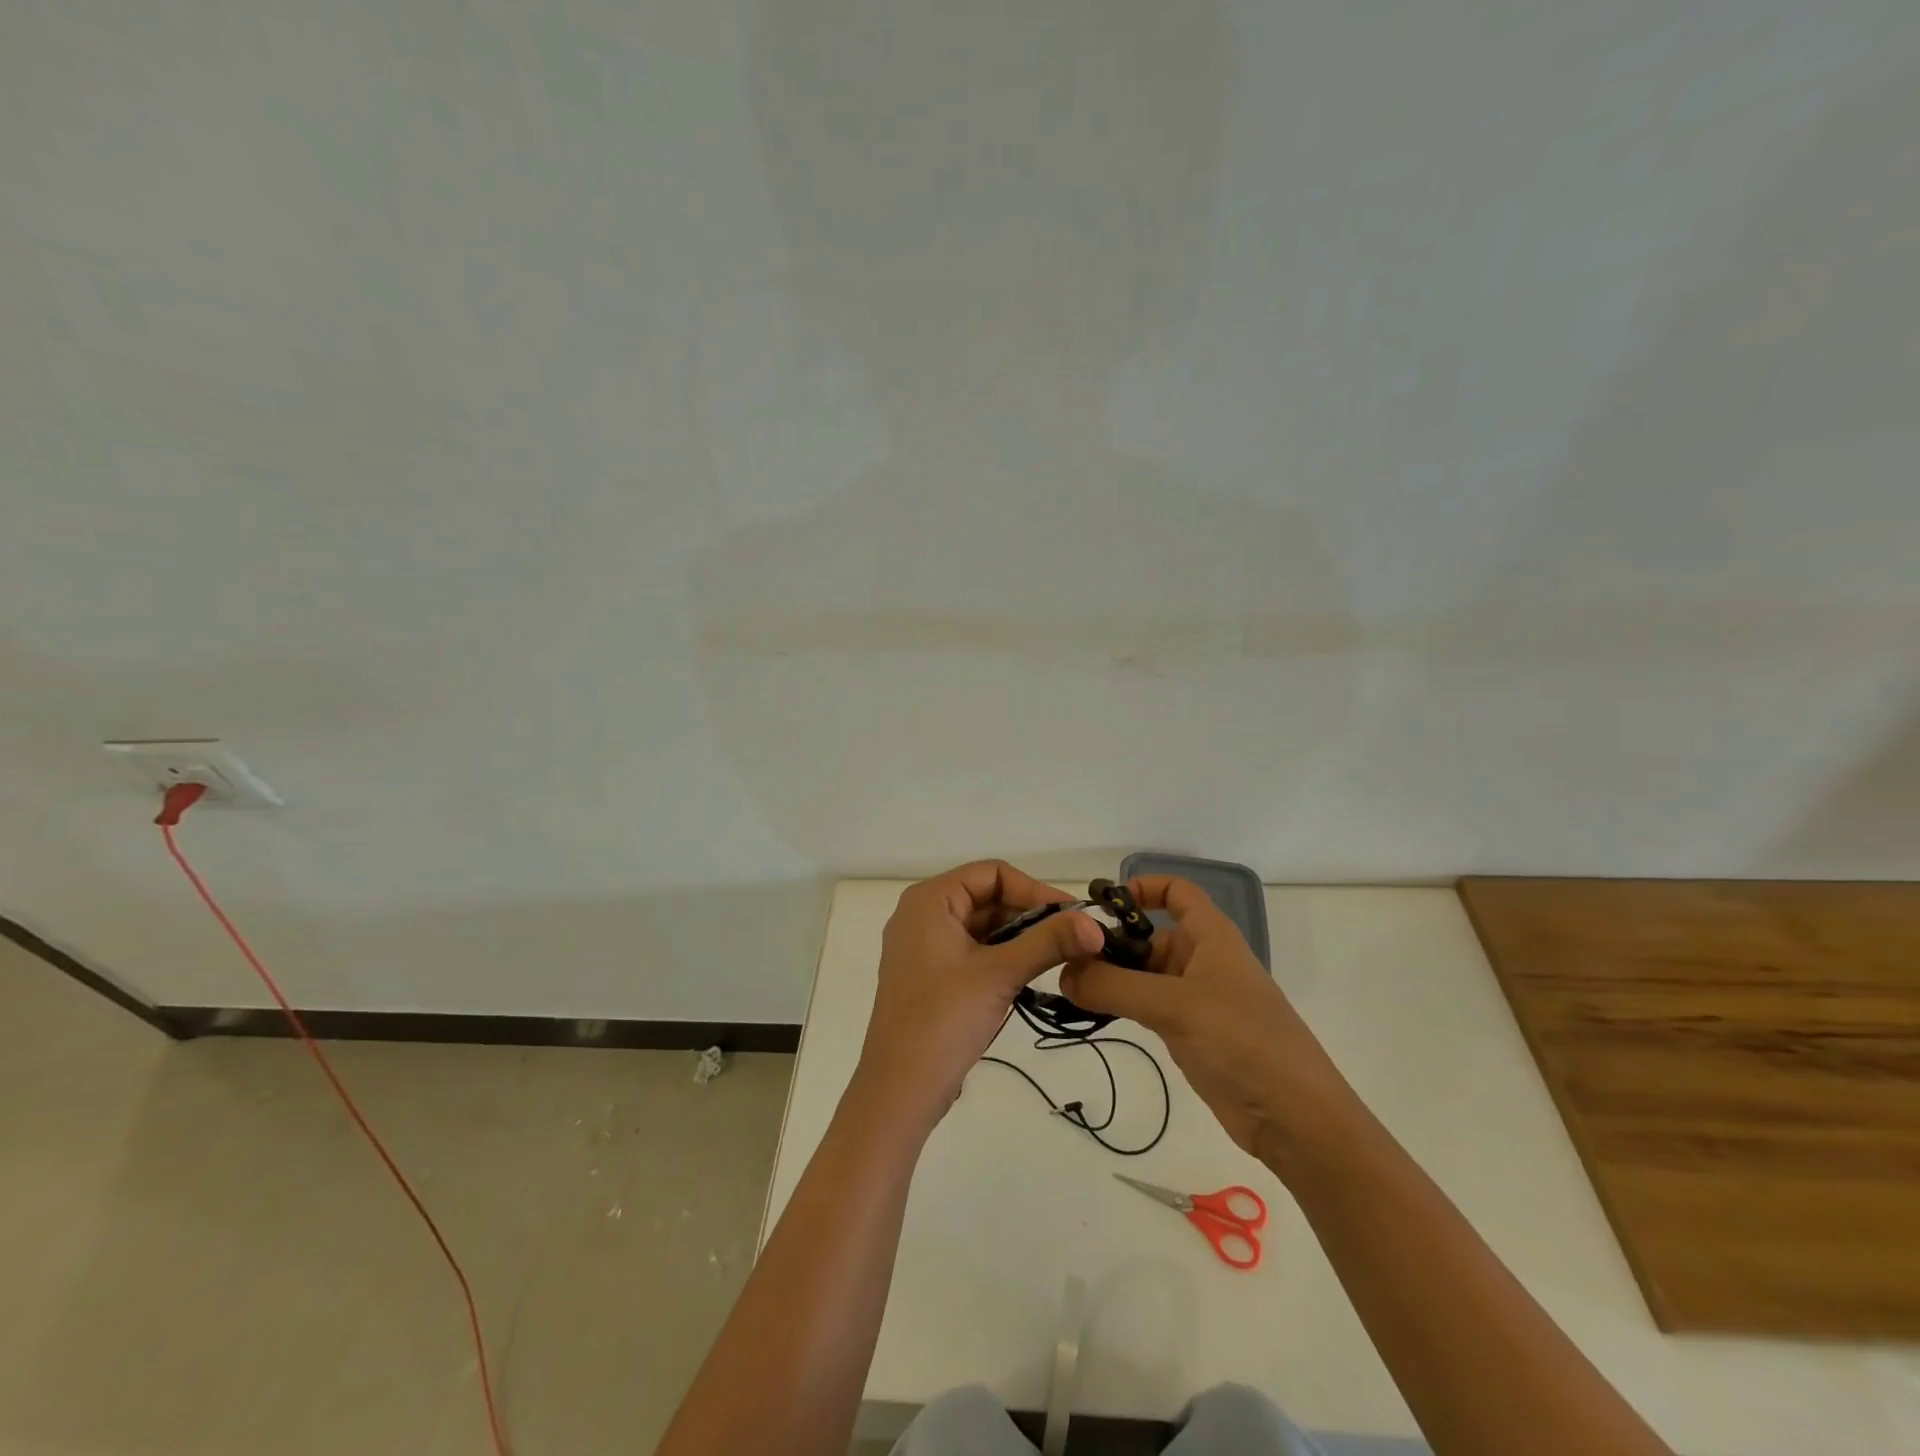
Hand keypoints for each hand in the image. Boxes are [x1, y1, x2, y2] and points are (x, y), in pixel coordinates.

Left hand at [855, 861, 1102, 1130]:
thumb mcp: (1000, 974)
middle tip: (1073, 940)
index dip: (1034, 890)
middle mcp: (922, 914)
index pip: (992, 874)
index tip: (1072, 917)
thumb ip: (1048, 943)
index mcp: (929, 900)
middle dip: (1029, 915)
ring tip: (1059, 958)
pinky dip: (1001, 957)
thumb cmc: (944, 1019)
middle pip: (986, 897)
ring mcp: (923, 947)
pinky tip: (1030, 976)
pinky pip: (971, 951)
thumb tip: (1096, 925)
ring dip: (1019, 938)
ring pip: (981, 927)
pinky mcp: (929, 976)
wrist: (899, 1090)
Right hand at [1060, 876, 1360, 1172]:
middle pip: (1150, 936)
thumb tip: (1063, 973)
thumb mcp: (1173, 1006)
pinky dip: (1121, 1005)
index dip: (1142, 888)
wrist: (1295, 1118)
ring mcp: (1197, 999)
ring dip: (1111, 977)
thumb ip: (1114, 986)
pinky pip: (1148, 1006)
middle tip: (1064, 959)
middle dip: (1111, 942)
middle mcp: (1203, 960)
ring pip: (1145, 974)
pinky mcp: (1191, 1033)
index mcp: (1211, 937)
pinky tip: (1092, 1013)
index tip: (1100, 905)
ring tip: (1068, 987)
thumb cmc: (1241, 1041)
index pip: (1177, 892)